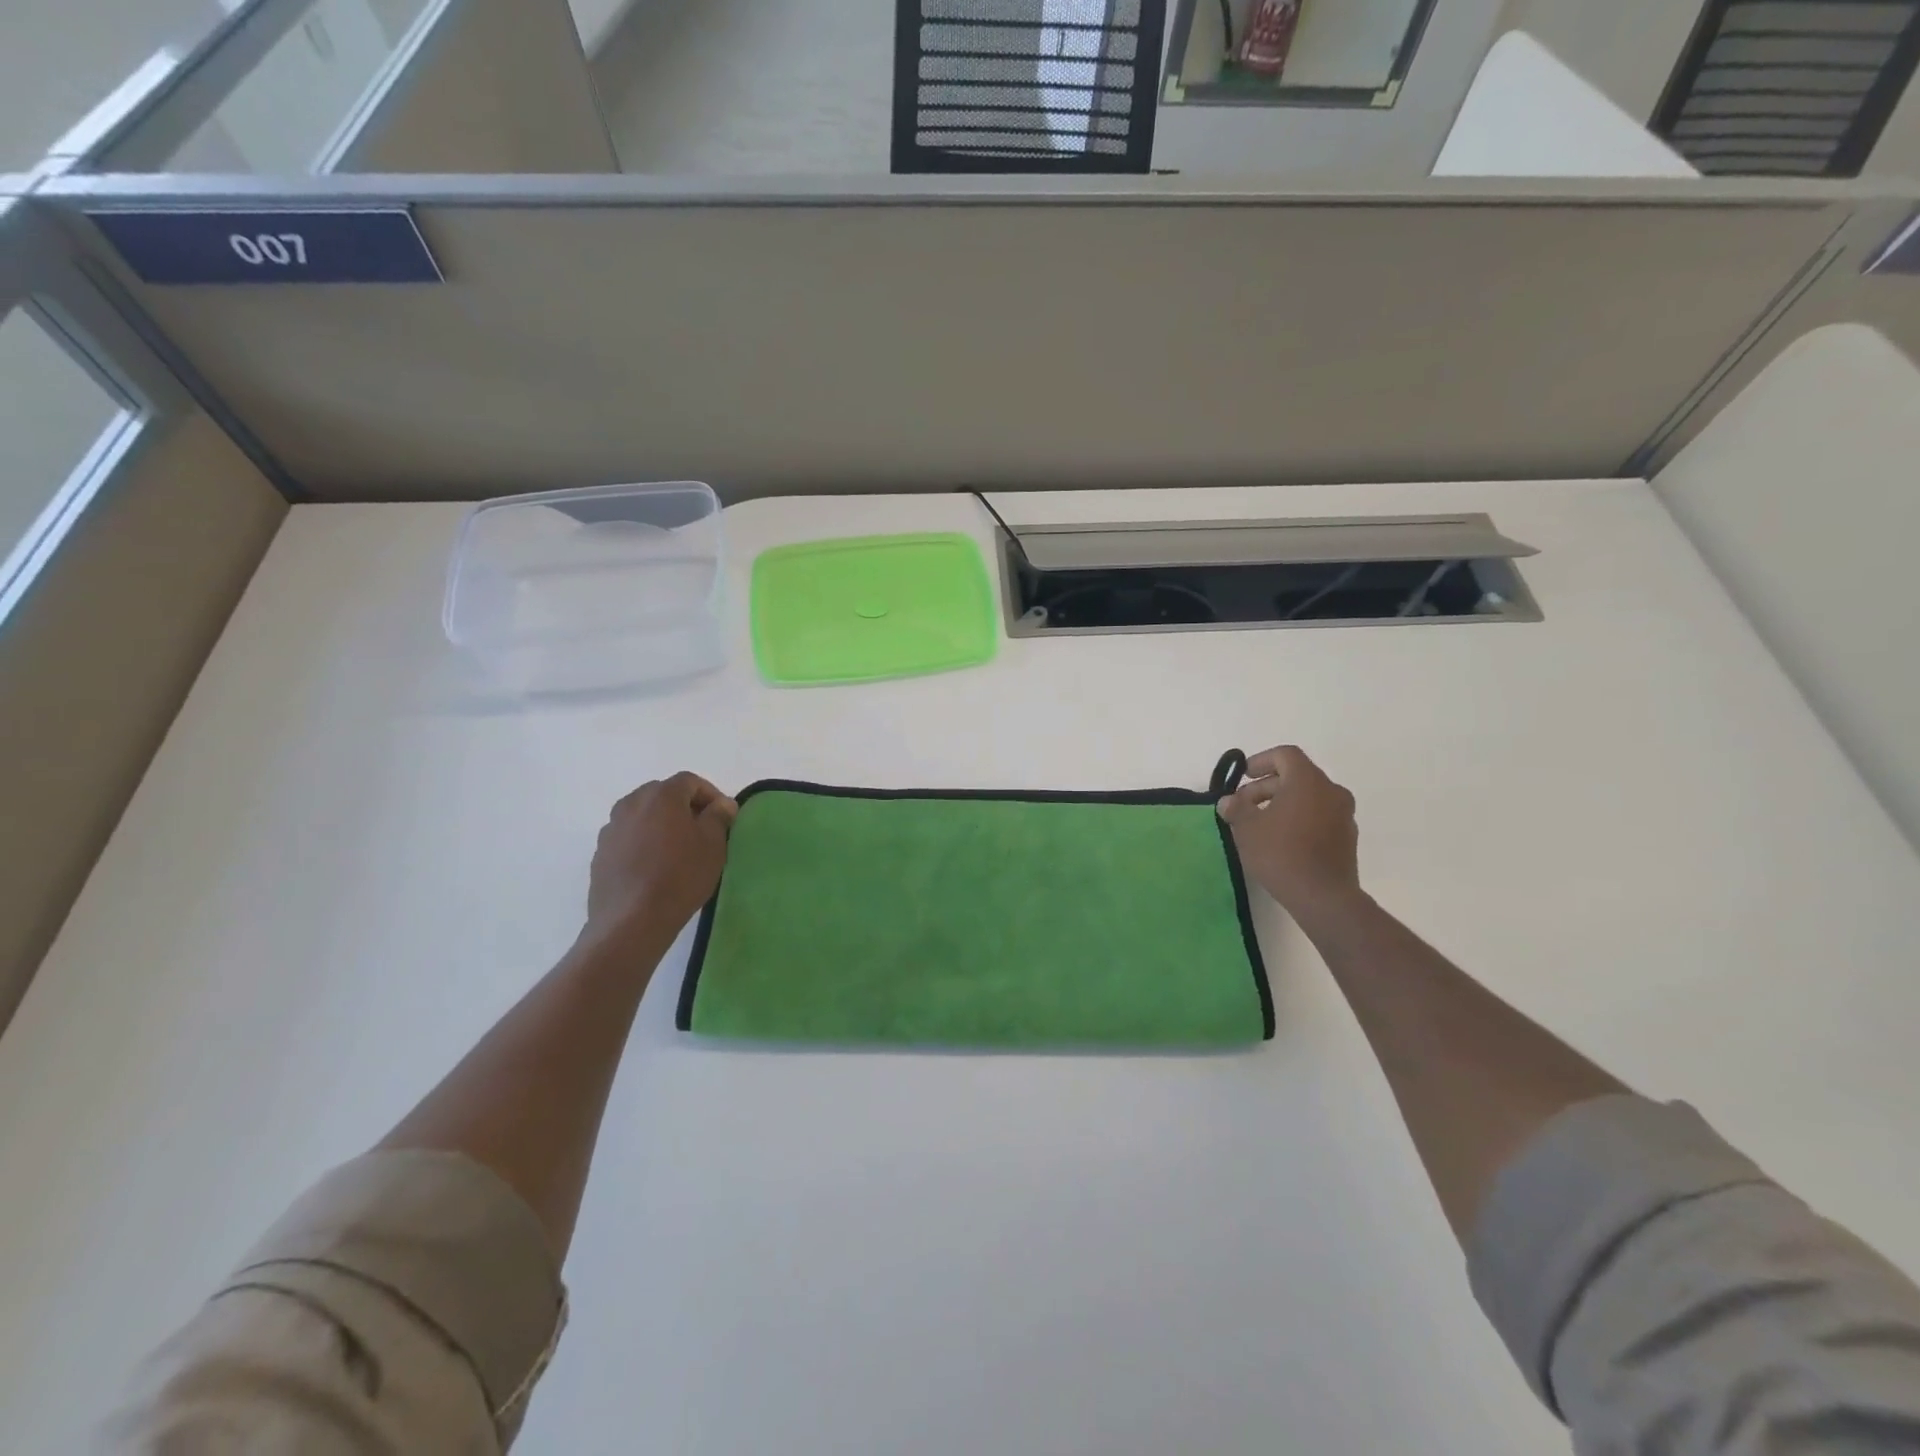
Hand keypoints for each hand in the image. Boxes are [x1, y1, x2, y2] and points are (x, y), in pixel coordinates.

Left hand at [582, 772, 736, 951]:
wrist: (632, 920)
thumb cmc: (680, 876)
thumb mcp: (713, 844)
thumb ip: (718, 817)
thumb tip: (722, 804)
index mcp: (661, 796)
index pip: (690, 781)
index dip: (710, 794)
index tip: (723, 816)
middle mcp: (631, 803)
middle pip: (663, 794)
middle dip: (684, 807)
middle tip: (702, 830)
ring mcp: (611, 828)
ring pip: (643, 815)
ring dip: (661, 824)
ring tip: (677, 850)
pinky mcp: (601, 853)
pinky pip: (628, 837)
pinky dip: (644, 842)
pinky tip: (654, 867)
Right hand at [1217, 746, 1362, 923]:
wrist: (1323, 897)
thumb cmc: (1281, 854)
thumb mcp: (1247, 829)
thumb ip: (1236, 808)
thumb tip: (1229, 801)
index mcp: (1308, 781)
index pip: (1285, 755)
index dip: (1261, 761)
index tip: (1243, 776)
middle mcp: (1331, 791)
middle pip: (1296, 776)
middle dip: (1266, 786)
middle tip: (1243, 805)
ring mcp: (1344, 814)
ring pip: (1309, 797)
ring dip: (1283, 802)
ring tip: (1260, 824)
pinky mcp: (1347, 837)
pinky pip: (1319, 815)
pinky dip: (1299, 818)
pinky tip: (1281, 839)